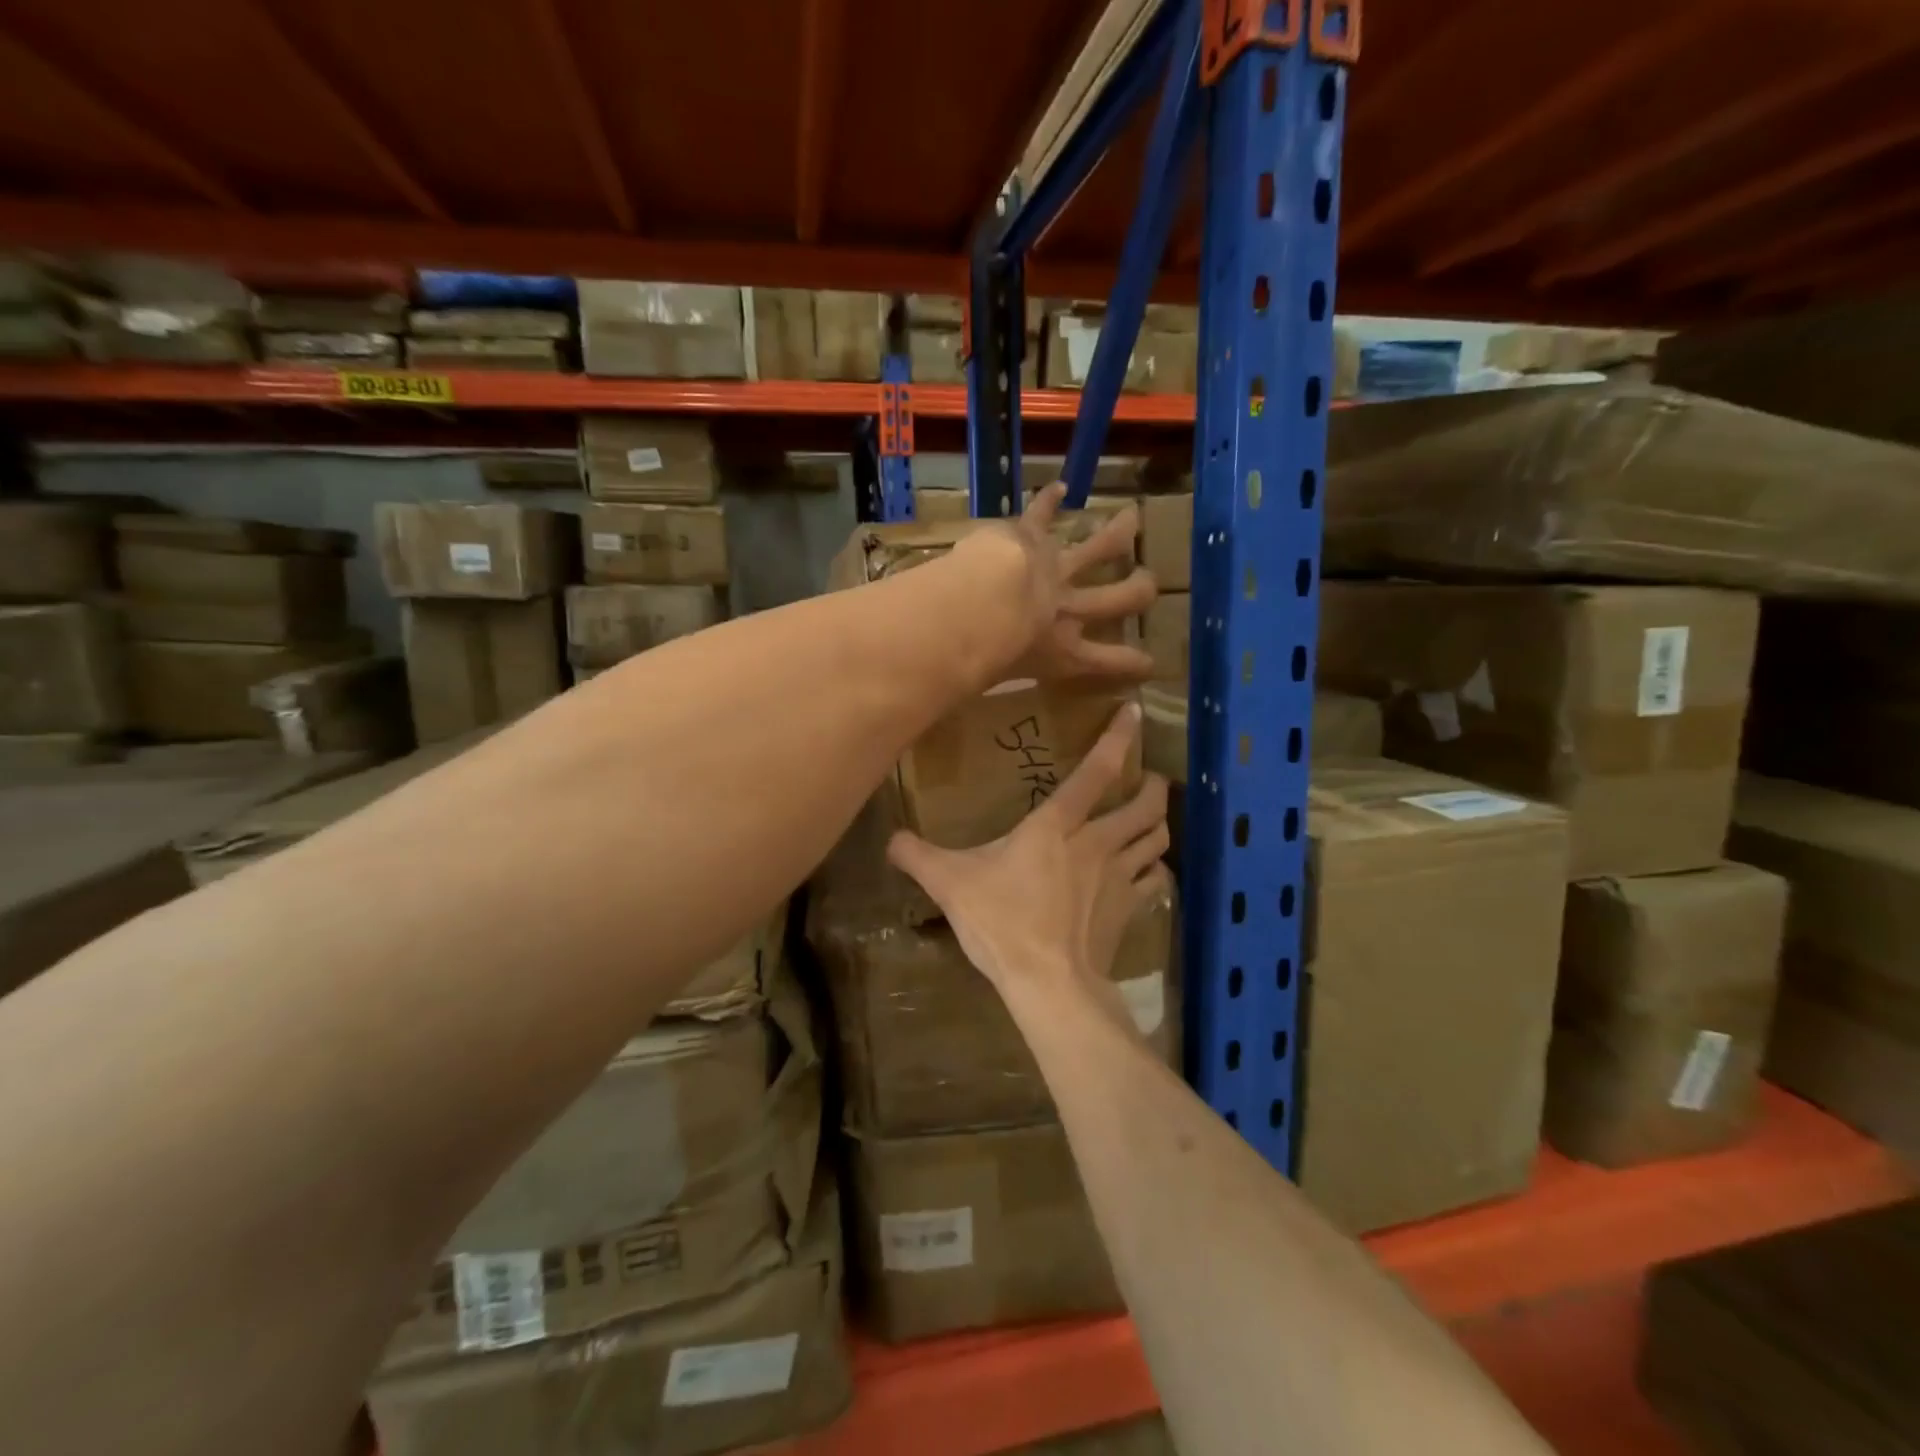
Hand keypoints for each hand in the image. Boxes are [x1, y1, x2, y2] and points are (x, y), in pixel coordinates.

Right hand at [886, 703, 1171, 1007]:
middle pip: (1144, 804)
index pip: (1096, 771)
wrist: (1049, 983)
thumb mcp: (949, 884)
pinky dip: (1157, 870)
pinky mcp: (1129, 910)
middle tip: (1151, 778)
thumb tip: (890, 838)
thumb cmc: (1002, 921)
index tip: (1134, 713)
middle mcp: (1097, 842)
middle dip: (1153, 787)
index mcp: (1057, 825)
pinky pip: (1155, 881)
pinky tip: (1151, 872)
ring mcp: (1119, 877)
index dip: (1118, 738)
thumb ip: (917, 856)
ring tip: (1153, 818)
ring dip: (1159, 824)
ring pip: (1157, 839)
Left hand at [951, 482, 1156, 681]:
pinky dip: (1048, 500)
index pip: (1109, 662)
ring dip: (1116, 533)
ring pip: (1098, 549)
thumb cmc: (984, 658)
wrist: (980, 606)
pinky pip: (1042, 515)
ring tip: (1132, 519)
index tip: (1150, 664)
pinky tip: (1058, 486)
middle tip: (1149, 584)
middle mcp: (1069, 610)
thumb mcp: (990, 683)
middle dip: (1139, 590)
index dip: (1133, 663)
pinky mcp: (1030, 538)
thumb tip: (946, 702)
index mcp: (1064, 652)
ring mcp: (1055, 570)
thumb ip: (981, 685)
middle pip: (1118, 599)